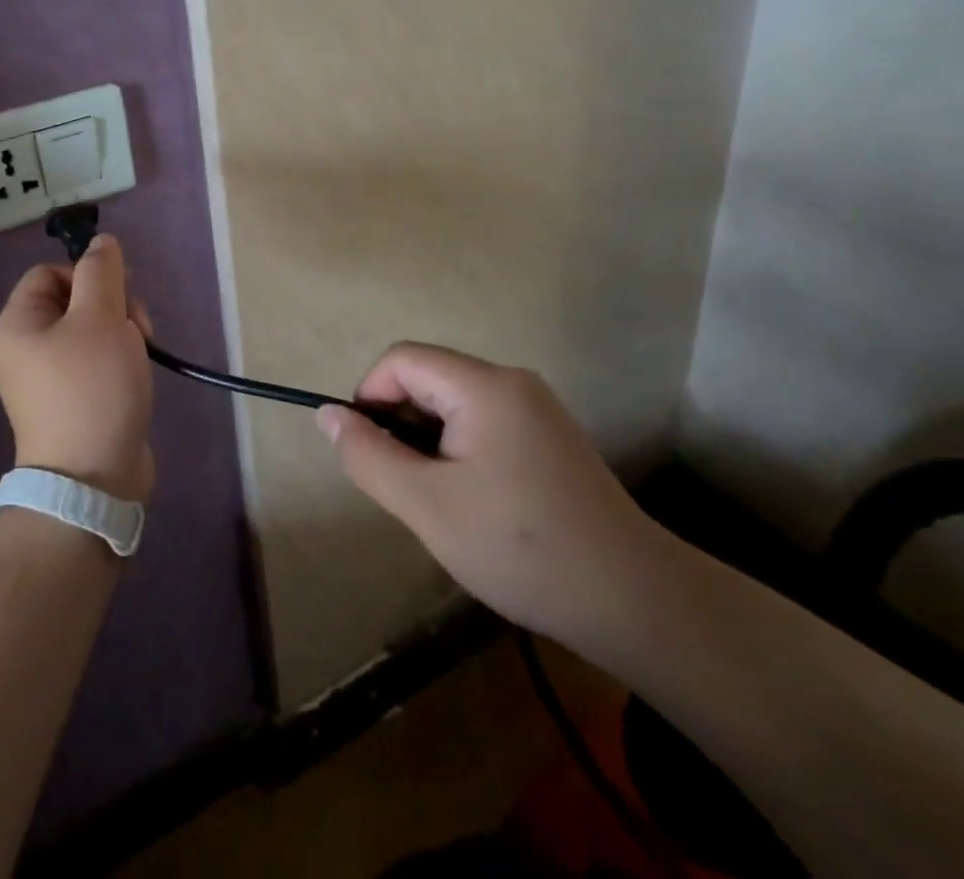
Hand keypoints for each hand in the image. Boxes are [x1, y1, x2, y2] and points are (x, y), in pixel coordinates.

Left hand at [0, 236, 155, 502]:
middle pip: (74, 301)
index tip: (119, 293)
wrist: (92, 481)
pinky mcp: (73, 403)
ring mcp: (49, 379)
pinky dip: (119, 362)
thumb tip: (101, 242)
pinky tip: (136, 376)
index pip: (51, 273)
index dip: (87, 274)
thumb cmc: (91, 388)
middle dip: (113, 306)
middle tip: (137, 327)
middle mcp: (26, 349)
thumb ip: (102, 272)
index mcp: (19, 324)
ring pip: (91, 331)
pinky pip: (96, 363)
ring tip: (141, 354)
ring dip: (122, 333)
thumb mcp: (100, 318)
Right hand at [317, 343, 666, 646]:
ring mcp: (537, 408)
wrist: (636, 603)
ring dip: (430, 442)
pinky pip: (484, 422)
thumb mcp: (426, 505)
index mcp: (484, 385)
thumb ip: (368, 454)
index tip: (370, 452)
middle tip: (408, 487)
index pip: (401, 360)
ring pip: (454, 404)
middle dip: (402, 424)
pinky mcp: (551, 436)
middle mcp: (513, 382)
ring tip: (442, 502)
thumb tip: (327, 414)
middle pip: (429, 378)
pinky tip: (477, 503)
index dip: (371, 396)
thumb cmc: (521, 548)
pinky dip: (461, 451)